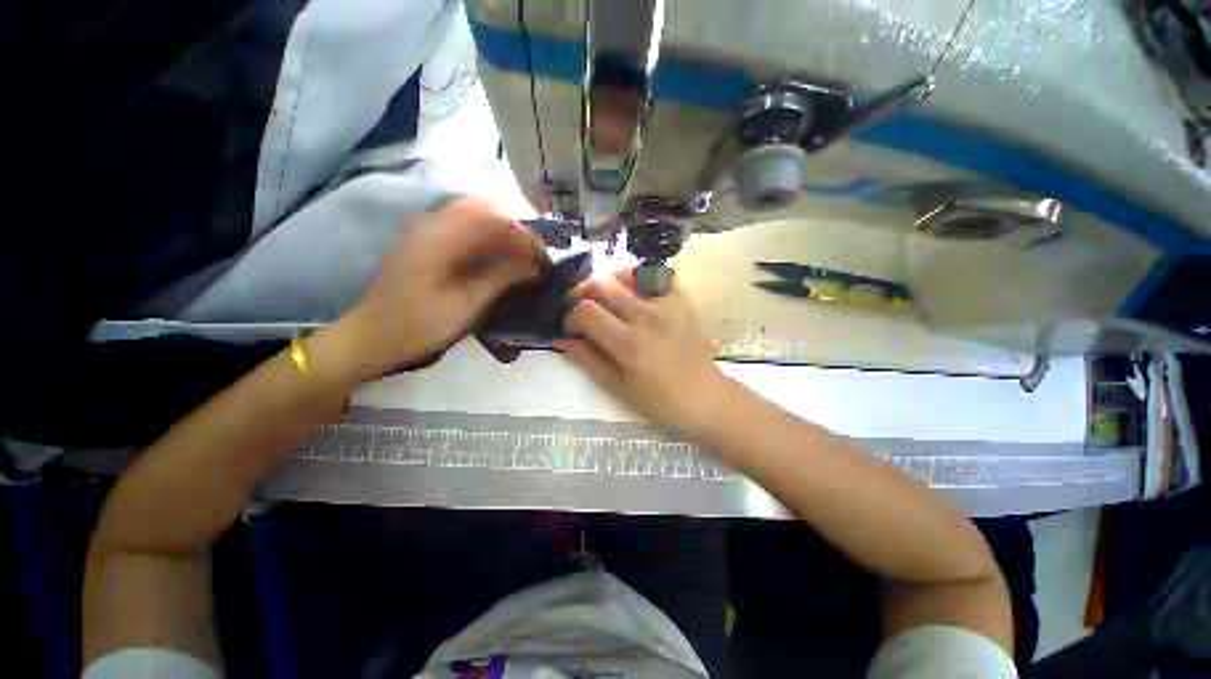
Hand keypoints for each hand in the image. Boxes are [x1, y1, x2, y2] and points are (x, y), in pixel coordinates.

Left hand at [322, 196, 542, 381]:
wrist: (373, 336)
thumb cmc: (419, 325)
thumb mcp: (466, 306)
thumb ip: (501, 278)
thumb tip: (534, 264)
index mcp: (440, 237)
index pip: (491, 218)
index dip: (522, 235)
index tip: (541, 259)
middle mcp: (432, 223)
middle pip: (483, 208)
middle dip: (514, 230)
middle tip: (533, 257)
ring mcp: (427, 230)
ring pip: (474, 216)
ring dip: (501, 234)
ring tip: (521, 259)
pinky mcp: (427, 241)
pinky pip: (464, 229)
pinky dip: (487, 240)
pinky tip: (498, 260)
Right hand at [554, 268, 730, 433]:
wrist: (706, 396)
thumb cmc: (660, 400)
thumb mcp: (618, 387)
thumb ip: (587, 360)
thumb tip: (560, 339)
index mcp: (628, 343)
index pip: (587, 312)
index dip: (571, 316)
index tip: (570, 326)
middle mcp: (645, 316)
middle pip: (603, 286)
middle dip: (583, 293)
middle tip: (581, 308)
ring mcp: (666, 305)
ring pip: (628, 274)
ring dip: (610, 282)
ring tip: (607, 299)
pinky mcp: (681, 301)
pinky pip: (658, 275)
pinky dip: (641, 277)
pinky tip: (635, 291)